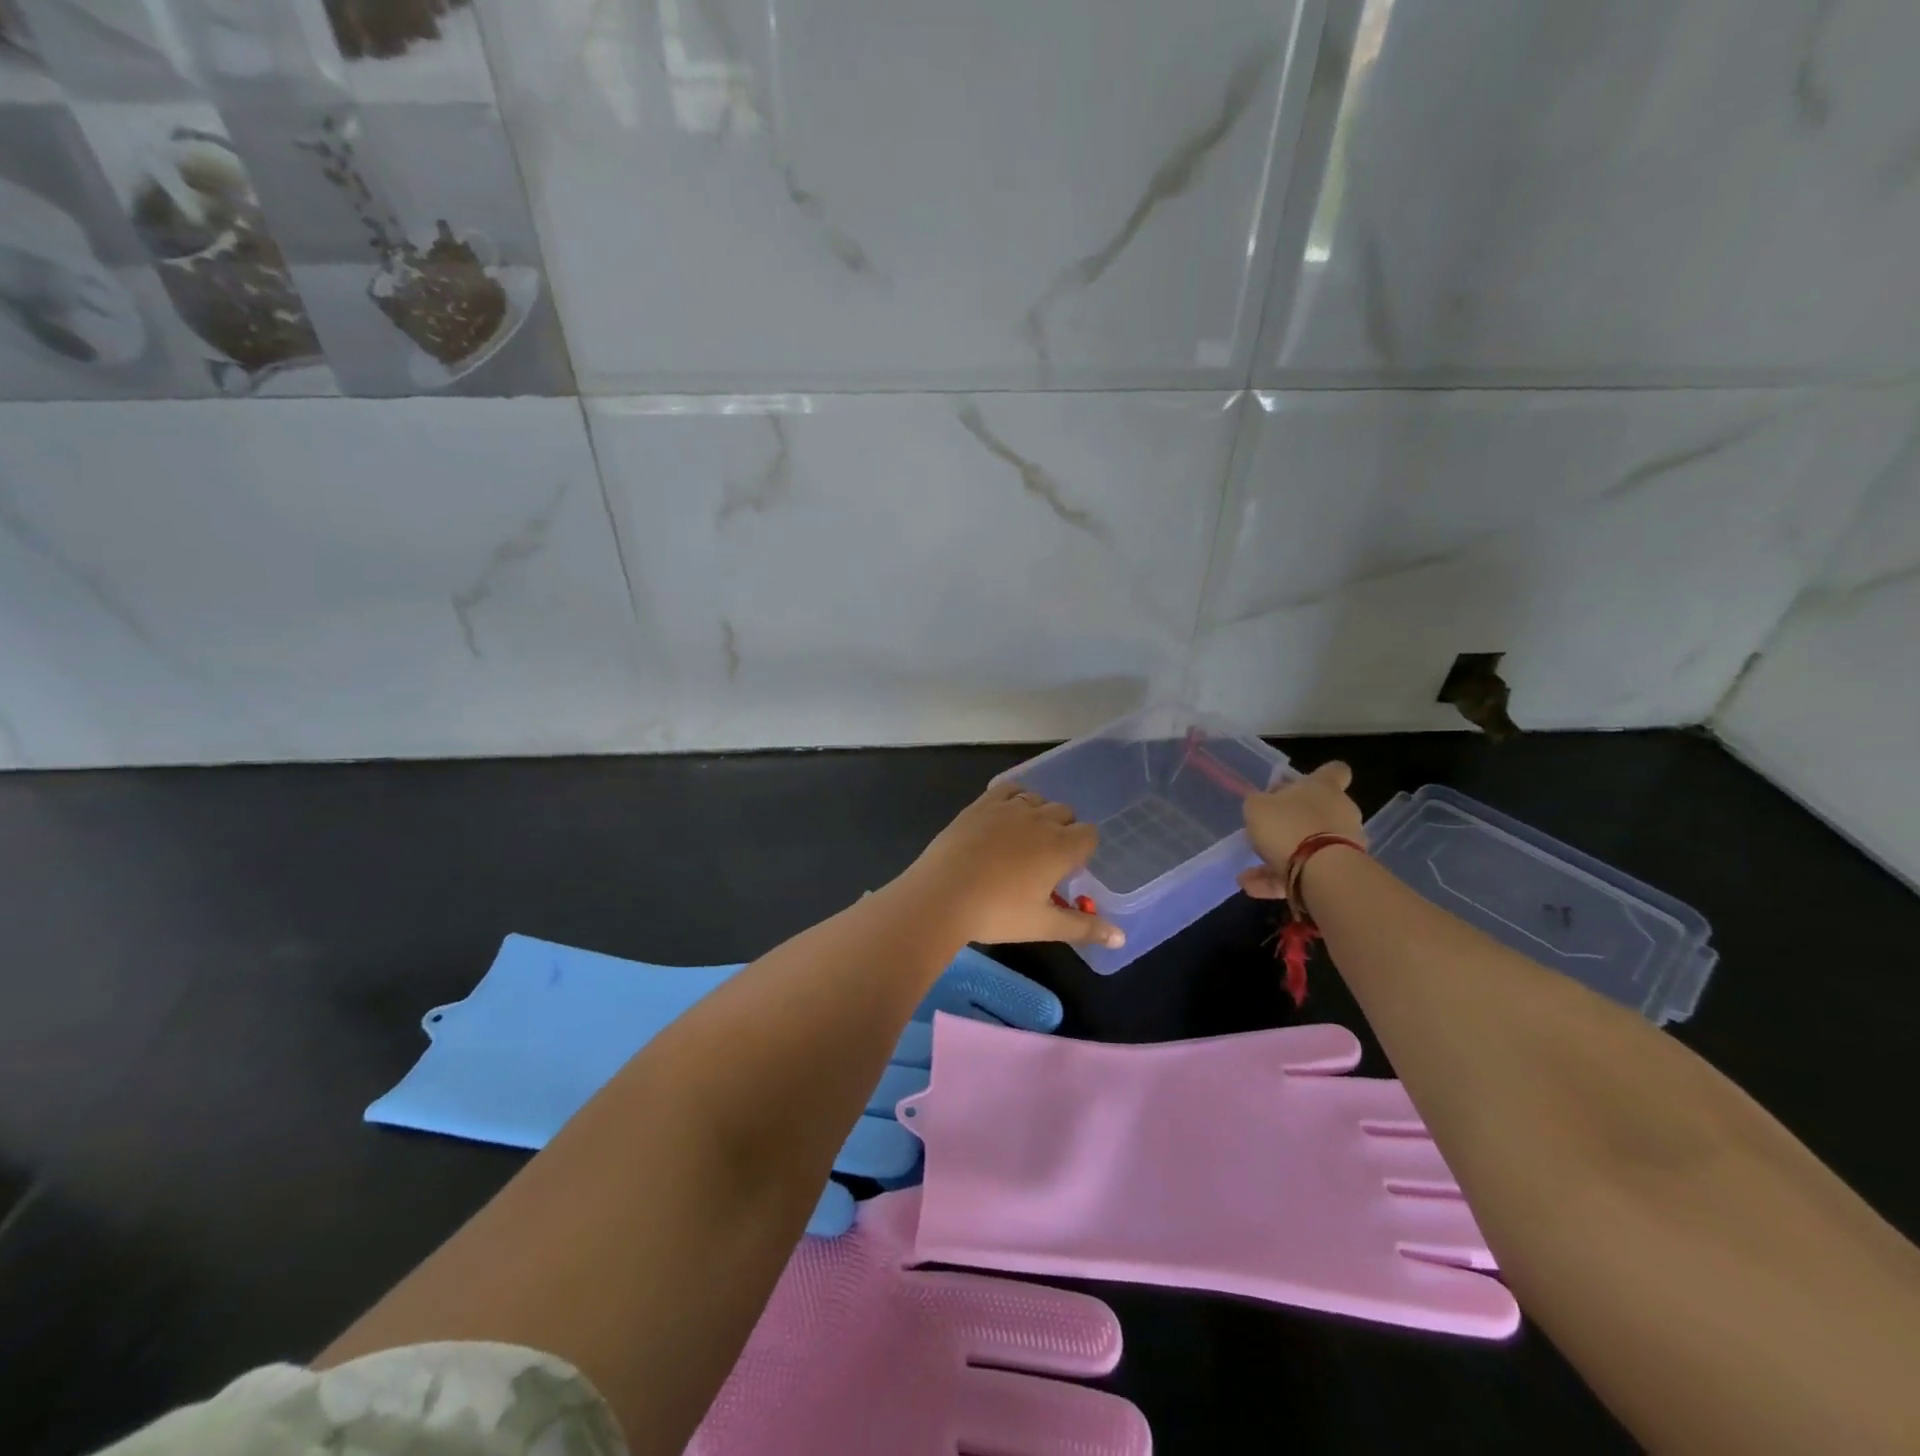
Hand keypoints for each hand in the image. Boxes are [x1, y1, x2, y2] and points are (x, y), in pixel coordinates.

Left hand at [902, 783, 1121, 947]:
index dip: (1083, 850)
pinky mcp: (982, 804)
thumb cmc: (997, 914)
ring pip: (1038, 800)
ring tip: (1021, 841)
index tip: (1067, 870)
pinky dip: (1014, 798)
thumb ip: (1085, 928)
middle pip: (1065, 813)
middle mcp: (1040, 820)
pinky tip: (1004, 818)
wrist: (942, 895)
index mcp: (1061, 848)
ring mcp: (1009, 808)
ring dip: (1038, 814)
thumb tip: (1121, 938)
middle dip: (1062, 831)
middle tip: (1043, 860)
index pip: (1089, 834)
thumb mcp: (1043, 925)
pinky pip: (1009, 789)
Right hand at [1239, 761, 1364, 900]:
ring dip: (1281, 858)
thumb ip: (1259, 804)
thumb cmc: (1288, 825)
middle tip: (1268, 832)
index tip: (1302, 785)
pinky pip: (1306, 873)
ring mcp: (1345, 844)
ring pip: (1309, 847)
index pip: (1334, 771)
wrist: (1321, 872)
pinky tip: (1252, 888)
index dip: (1321, 775)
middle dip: (1295, 823)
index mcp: (1324, 788)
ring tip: (1248, 874)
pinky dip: (1281, 880)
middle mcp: (1341, 812)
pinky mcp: (1340, 872)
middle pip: (1320, 812)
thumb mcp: (1257, 807)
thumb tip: (1265, 805)